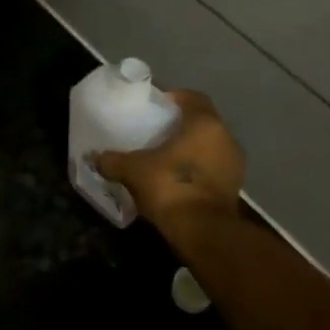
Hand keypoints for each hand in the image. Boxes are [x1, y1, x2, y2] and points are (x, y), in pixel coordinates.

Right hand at [97, 90, 246, 234]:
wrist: (203, 232)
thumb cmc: (170, 186)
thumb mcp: (132, 170)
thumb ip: (113, 160)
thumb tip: (95, 157)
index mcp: (205, 124)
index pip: (194, 98)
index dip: (175, 97)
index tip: (157, 105)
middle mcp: (226, 139)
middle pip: (203, 123)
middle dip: (182, 126)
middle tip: (157, 132)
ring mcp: (234, 166)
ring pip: (210, 147)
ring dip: (191, 149)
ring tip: (165, 157)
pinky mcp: (234, 189)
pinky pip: (213, 169)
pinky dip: (197, 170)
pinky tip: (176, 179)